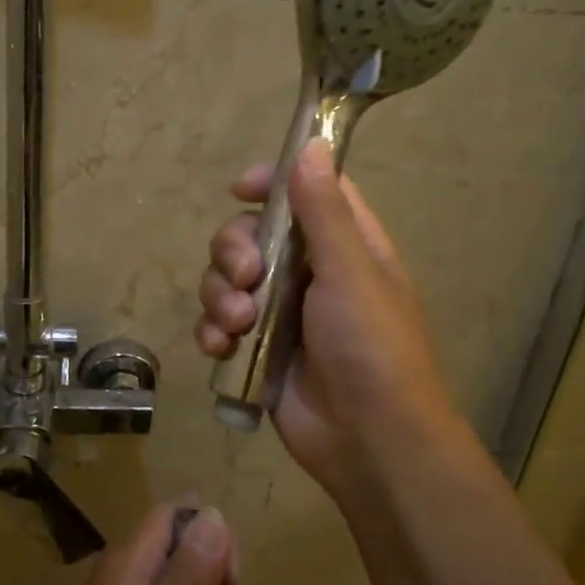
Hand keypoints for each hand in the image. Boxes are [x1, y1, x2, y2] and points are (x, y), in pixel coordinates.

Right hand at [194, 140, 464, 501]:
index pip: (305, 192)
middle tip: (246, 277)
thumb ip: (325, 212)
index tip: (241, 189)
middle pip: (250, 234)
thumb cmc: (371, 349)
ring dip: (220, 297)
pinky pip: (217, 324)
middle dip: (233, 252)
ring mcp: (278, 313)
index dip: (272, 182)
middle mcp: (308, 273)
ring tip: (236, 326)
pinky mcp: (255, 350)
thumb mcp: (351, 273)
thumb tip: (311, 144)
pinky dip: (212, 332)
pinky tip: (220, 349)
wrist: (368, 441)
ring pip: (225, 280)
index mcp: (343, 246)